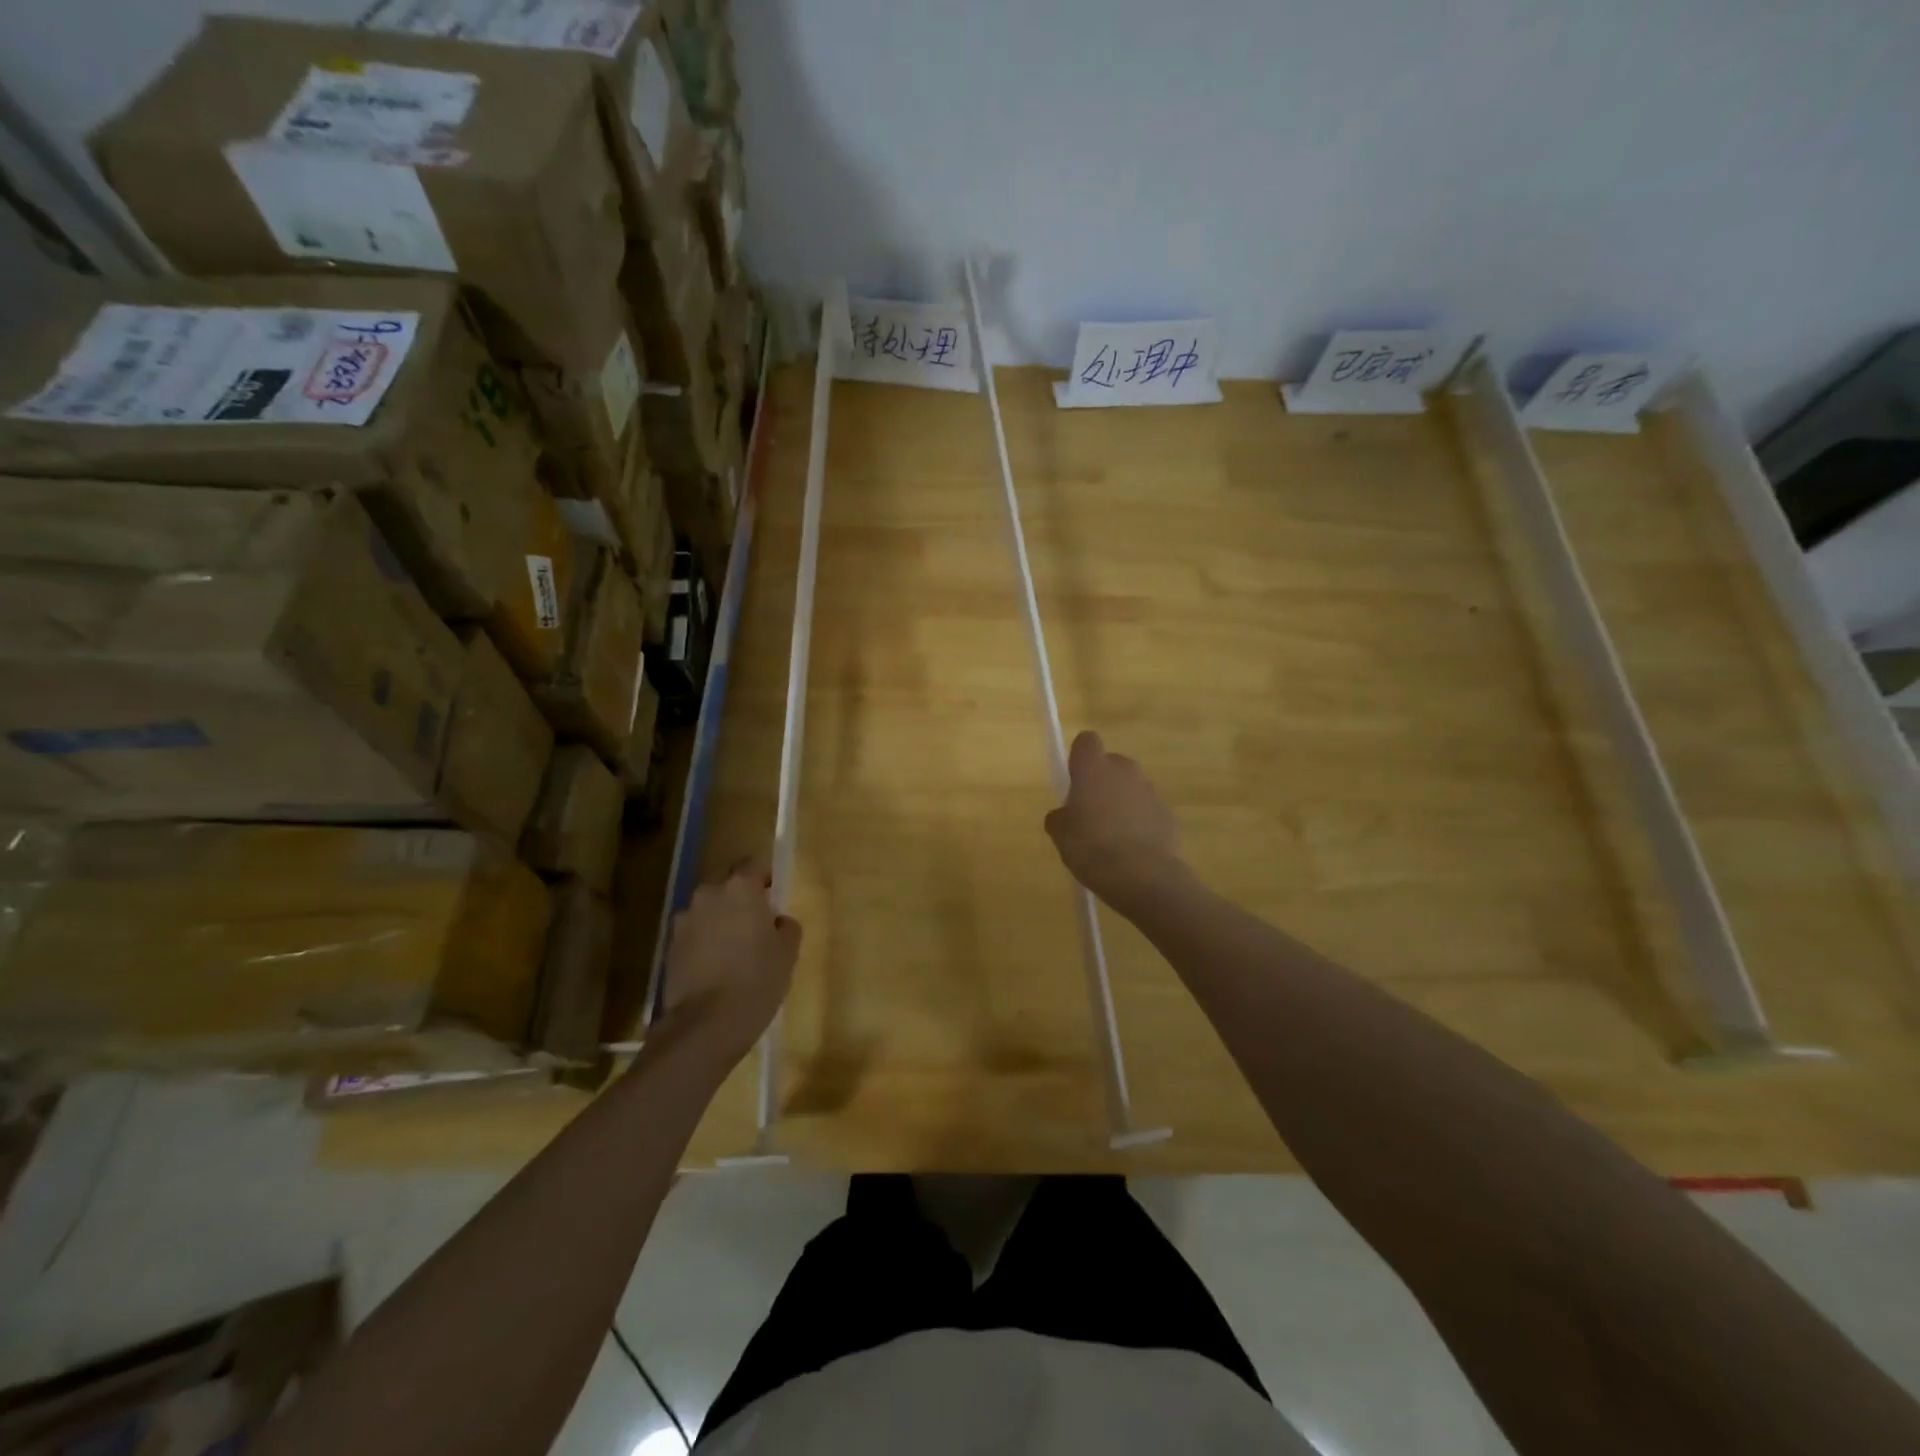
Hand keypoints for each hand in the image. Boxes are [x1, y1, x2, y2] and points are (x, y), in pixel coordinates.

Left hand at [661, 859, 799, 1062]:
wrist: (705, 1024)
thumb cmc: (757, 980)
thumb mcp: (788, 952)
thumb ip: (786, 926)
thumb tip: (776, 921)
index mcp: (740, 888)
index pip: (753, 864)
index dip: (764, 879)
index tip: (772, 899)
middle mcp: (708, 894)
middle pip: (726, 883)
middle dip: (739, 897)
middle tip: (754, 925)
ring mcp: (684, 920)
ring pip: (707, 908)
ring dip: (719, 919)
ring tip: (732, 950)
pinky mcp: (669, 946)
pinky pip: (693, 933)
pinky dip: (703, 942)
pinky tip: (714, 968)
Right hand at [1044, 731, 1185, 909]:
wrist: (1144, 877)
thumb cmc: (1092, 849)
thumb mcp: (1061, 836)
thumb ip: (1060, 817)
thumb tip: (1065, 814)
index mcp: (1094, 769)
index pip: (1086, 741)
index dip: (1079, 757)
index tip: (1074, 780)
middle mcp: (1125, 771)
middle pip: (1111, 764)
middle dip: (1102, 782)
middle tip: (1090, 814)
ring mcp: (1150, 790)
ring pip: (1131, 788)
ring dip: (1122, 803)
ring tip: (1113, 838)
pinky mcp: (1169, 813)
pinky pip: (1148, 810)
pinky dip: (1141, 822)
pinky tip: (1133, 850)